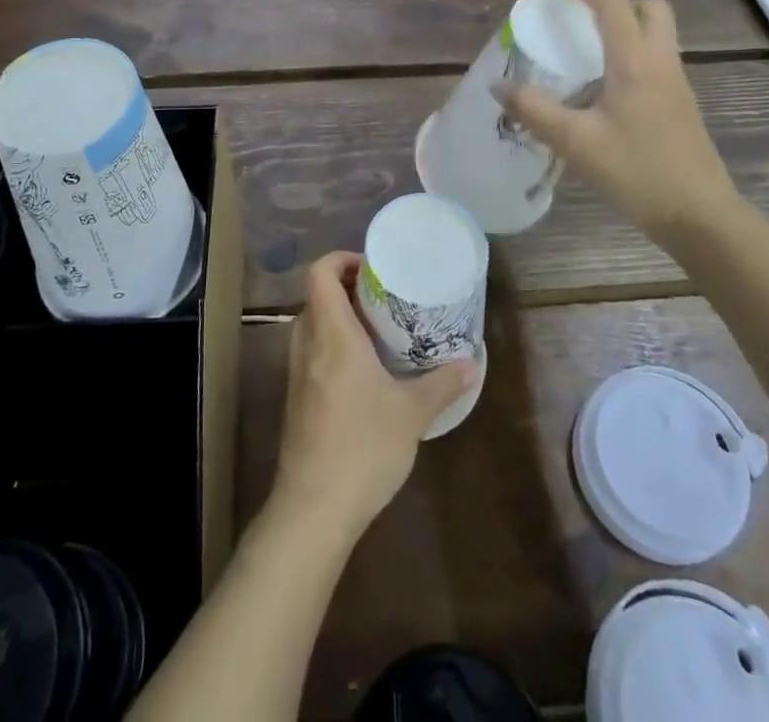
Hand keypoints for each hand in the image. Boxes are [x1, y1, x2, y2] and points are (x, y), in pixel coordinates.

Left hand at [272, 252, 478, 538]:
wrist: (313, 509)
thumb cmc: (363, 447)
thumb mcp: (412, 413)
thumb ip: (442, 383)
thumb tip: (472, 364)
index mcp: (332, 333)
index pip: (321, 272)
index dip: (342, 259)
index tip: (374, 269)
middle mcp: (307, 343)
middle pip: (318, 295)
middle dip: (349, 289)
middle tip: (385, 298)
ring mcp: (296, 372)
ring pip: (313, 324)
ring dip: (341, 318)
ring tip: (379, 332)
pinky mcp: (296, 398)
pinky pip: (311, 352)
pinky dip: (333, 345)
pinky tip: (364, 372)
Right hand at [499, 0, 742, 238]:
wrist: (699, 215)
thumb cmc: (637, 172)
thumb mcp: (575, 142)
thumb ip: (533, 110)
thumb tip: (498, 86)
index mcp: (635, 61)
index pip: (612, 1)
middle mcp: (660, 62)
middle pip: (649, 7)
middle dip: (614, 2)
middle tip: (581, 19)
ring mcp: (676, 83)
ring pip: (657, 33)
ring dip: (626, 27)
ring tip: (588, 52)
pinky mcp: (681, 104)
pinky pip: (657, 59)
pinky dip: (633, 55)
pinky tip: (606, 89)